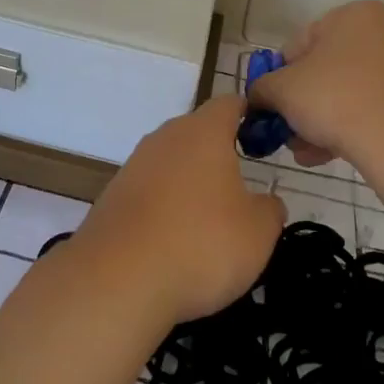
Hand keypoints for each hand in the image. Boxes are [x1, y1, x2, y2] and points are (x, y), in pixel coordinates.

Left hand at [73, 94, 285, 324]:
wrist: (118, 279)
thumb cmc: (201, 244)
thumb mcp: (258, 233)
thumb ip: (269, 210)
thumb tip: (266, 202)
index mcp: (203, 132)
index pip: (229, 104)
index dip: (249, 115)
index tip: (263, 136)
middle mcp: (166, 137)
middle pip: (197, 132)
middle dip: (219, 154)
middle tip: (241, 188)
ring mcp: (134, 165)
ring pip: (172, 162)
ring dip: (190, 183)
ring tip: (209, 222)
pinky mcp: (113, 195)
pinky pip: (150, 191)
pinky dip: (165, 207)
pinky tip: (174, 241)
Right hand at [247, 0, 383, 172]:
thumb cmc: (335, 99)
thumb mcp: (281, 90)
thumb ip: (261, 87)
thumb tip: (258, 96)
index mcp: (355, 13)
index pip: (301, 43)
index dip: (281, 76)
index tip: (275, 105)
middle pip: (326, 69)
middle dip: (303, 103)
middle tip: (288, 131)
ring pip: (348, 91)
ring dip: (321, 120)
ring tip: (304, 151)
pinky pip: (372, 106)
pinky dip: (349, 126)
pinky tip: (327, 154)